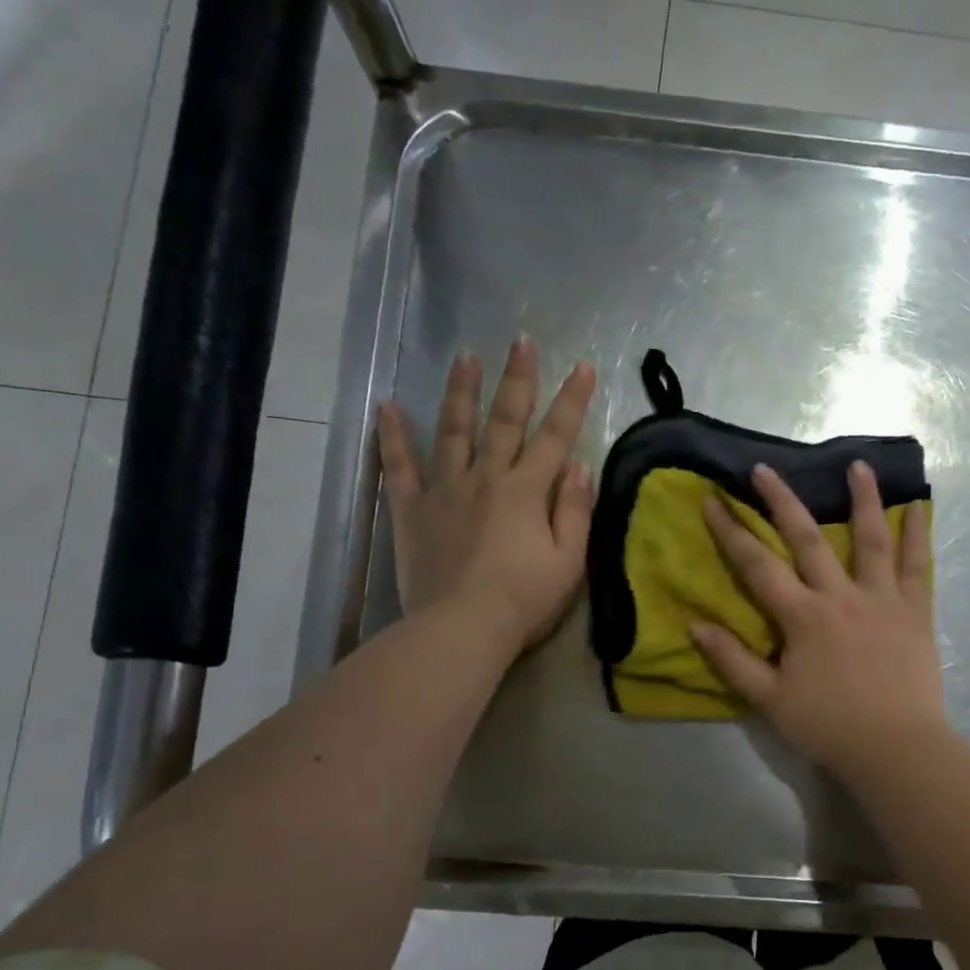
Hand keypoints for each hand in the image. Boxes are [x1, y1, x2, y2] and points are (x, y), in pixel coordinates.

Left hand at [377, 339, 596, 655]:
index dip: (572, 400)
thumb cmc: (524, 599)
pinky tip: (387, 406)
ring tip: (464, 357)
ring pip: (453, 430)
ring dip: (460, 391)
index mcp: (527, 491)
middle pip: (504, 420)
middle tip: (521, 341)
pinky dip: (393, 436)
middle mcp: (486, 478)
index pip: (556, 436)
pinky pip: (400, 466)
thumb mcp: (569, 562)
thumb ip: (576, 512)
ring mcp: (445, 490)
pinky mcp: (413, 510)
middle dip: (517, 379)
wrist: (461, 628)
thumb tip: (580, 468)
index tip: (583, 367)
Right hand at [693, 461, 945, 779]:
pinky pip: (917, 567)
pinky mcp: (914, 611)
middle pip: (807, 538)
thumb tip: (695, 626)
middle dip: (782, 501)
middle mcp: (840, 596)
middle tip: (764, 468)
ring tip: (859, 465)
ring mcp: (882, 600)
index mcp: (803, 617)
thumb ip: (732, 661)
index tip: (713, 501)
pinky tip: (918, 508)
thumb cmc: (829, 725)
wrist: (896, 747)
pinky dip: (918, 535)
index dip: (731, 532)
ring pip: (871, 540)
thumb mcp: (769, 700)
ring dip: (864, 499)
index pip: (758, 566)